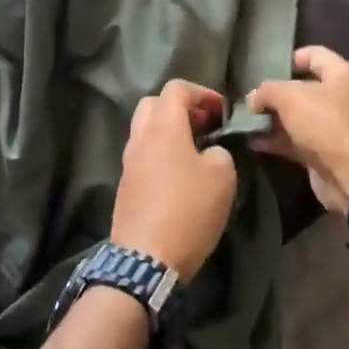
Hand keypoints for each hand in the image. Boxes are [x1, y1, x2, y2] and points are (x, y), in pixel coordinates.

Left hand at [112, 80, 237, 281]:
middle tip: (204, 126)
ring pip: (145, 130)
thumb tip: (210, 151)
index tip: (221, 111)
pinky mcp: (125, 186)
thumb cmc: (188, 210)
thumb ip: (220, 152)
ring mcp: (128, 162)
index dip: (202, 92)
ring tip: (195, 151)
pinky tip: (179, 176)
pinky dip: (160, 153)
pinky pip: (142, 155)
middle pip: (154, 104)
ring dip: (169, 131)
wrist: (146, 260)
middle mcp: (140, 137)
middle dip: (180, 108)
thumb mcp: (223, 176)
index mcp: (163, 127)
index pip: (176, 88)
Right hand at [246, 46, 348, 214]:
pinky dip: (276, 139)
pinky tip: (252, 141)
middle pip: (302, 87)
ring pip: (297, 116)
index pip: (313, 54)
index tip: (264, 68)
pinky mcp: (325, 151)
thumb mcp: (290, 97)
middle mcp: (340, 96)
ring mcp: (333, 126)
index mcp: (341, 74)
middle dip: (274, 93)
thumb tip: (253, 98)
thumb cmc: (325, 124)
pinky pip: (296, 139)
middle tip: (249, 99)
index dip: (288, 58)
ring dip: (272, 119)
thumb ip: (267, 91)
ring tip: (244, 120)